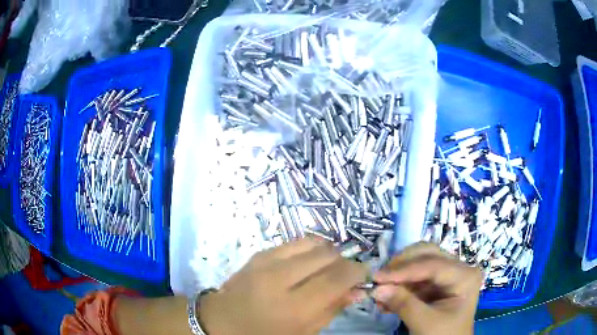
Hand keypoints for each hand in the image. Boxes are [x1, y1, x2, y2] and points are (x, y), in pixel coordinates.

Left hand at [199, 238, 367, 334]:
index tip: (364, 273)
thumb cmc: (264, 334)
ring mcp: (266, 262)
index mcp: (293, 308)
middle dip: (343, 261)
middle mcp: (280, 279)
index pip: (336, 279)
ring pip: (311, 243)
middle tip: (344, 274)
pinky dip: (308, 249)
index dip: (356, 271)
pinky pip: (294, 242)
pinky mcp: (258, 253)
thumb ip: (332, 310)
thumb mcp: (303, 333)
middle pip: (326, 256)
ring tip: (327, 267)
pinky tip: (307, 262)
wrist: (221, 321)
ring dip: (327, 253)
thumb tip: (357, 290)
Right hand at [372, 242, 481, 334]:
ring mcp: (449, 275)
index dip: (404, 270)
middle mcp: (459, 269)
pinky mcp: (438, 284)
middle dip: (402, 266)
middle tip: (380, 277)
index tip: (377, 277)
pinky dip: (400, 286)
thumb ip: (403, 304)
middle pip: (428, 255)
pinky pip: (416, 278)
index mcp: (465, 276)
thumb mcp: (425, 323)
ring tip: (379, 291)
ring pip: (420, 264)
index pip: (432, 265)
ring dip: (398, 277)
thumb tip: (377, 288)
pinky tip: (386, 299)